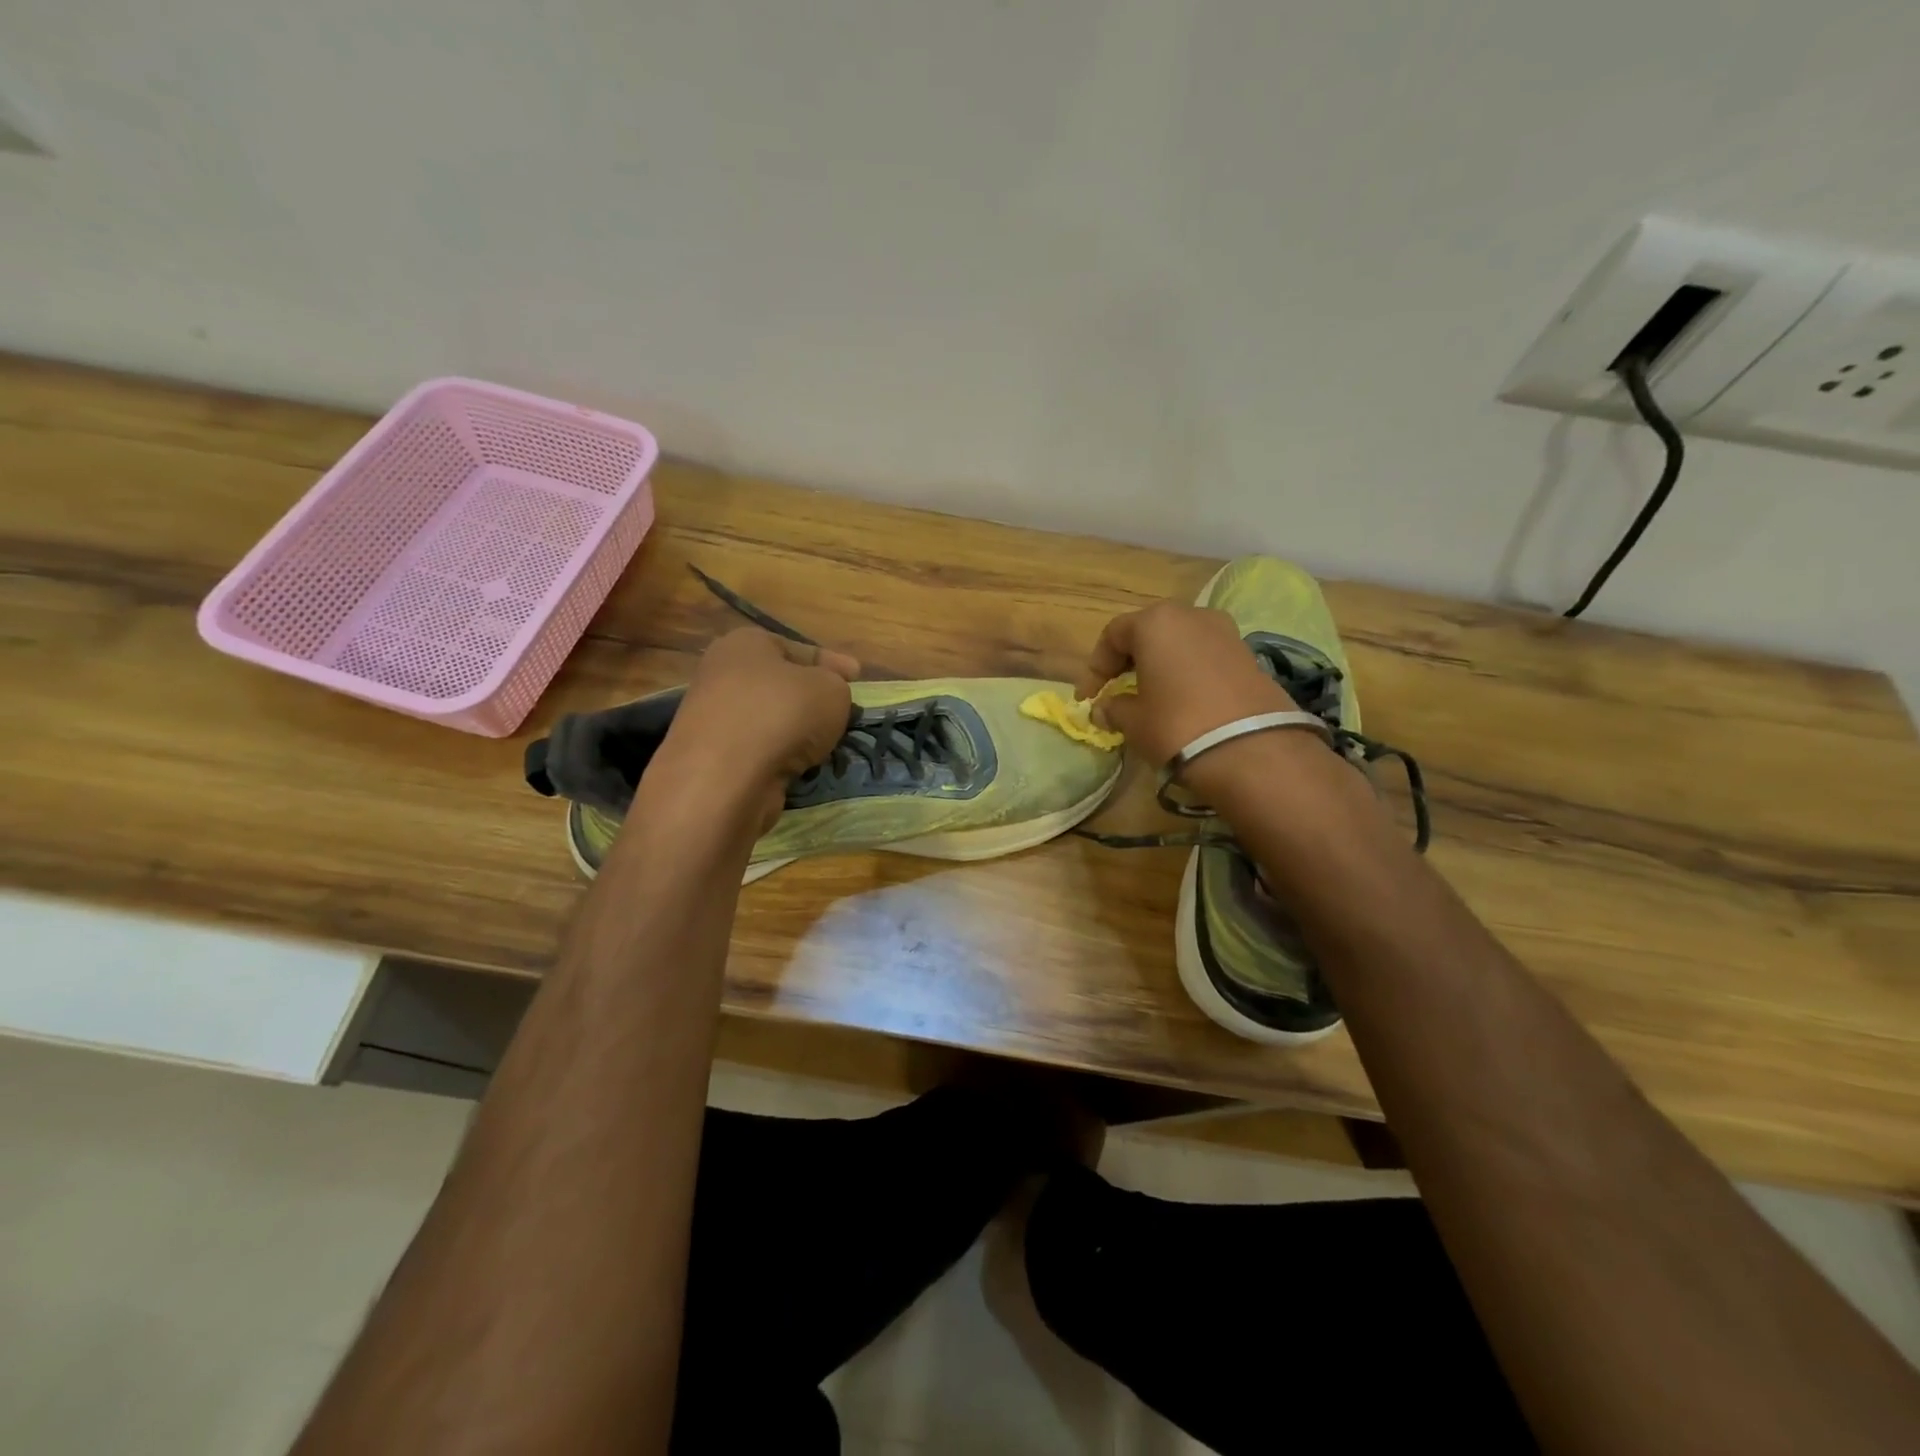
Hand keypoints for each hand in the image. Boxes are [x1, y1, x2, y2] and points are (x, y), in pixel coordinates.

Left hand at [654, 628, 858, 832]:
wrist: (727, 776)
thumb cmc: (783, 713)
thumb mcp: (832, 689)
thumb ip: (837, 685)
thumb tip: (825, 696)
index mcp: (746, 643)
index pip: (798, 648)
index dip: (832, 662)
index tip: (857, 676)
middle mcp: (722, 675)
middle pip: (781, 685)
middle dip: (812, 699)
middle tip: (843, 713)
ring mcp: (714, 718)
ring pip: (770, 720)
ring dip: (797, 732)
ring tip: (826, 747)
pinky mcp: (713, 758)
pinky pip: (760, 751)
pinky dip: (780, 758)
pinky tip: (800, 768)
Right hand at [1077, 602, 1300, 769]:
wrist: (1252, 750)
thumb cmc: (1177, 726)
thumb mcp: (1134, 721)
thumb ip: (1113, 708)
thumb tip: (1104, 708)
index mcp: (1156, 622)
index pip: (1113, 635)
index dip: (1095, 667)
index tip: (1087, 698)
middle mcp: (1191, 615)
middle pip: (1149, 632)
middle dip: (1128, 660)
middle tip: (1115, 690)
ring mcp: (1225, 632)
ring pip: (1179, 642)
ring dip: (1160, 664)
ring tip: (1150, 695)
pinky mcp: (1249, 654)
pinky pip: (1204, 656)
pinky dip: (1187, 671)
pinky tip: (1182, 700)